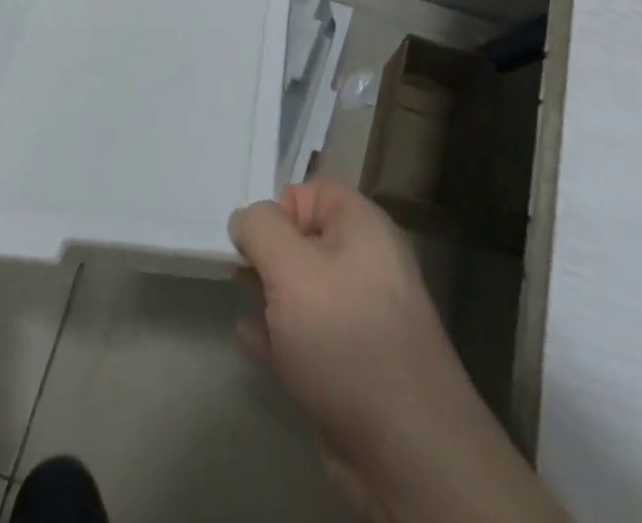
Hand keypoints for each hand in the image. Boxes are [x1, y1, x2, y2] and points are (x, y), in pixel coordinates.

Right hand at [231, 181, 561, 522]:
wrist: (406, 449)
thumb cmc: (345, 336)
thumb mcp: (291, 268)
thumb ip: (260, 230)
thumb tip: (245, 219)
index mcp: (362, 227)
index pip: (312, 192)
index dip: (277, 208)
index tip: (250, 240)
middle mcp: (365, 263)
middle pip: (305, 239)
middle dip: (268, 251)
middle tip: (235, 268)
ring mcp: (360, 317)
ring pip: (304, 289)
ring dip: (269, 292)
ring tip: (237, 295)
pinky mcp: (351, 365)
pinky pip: (306, 335)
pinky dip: (278, 333)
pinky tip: (249, 339)